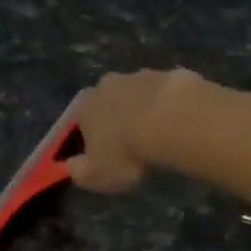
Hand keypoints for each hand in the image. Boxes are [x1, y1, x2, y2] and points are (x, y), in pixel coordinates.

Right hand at [66, 68, 200, 192]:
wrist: (173, 122)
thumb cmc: (126, 153)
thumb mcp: (96, 175)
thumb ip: (79, 171)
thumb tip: (72, 166)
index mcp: (85, 106)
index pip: (78, 120)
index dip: (87, 136)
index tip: (99, 153)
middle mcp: (108, 84)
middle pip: (107, 102)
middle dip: (115, 119)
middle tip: (130, 143)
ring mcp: (141, 75)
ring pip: (137, 94)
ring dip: (143, 110)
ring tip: (157, 135)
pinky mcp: (171, 74)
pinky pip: (166, 94)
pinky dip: (168, 107)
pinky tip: (178, 124)